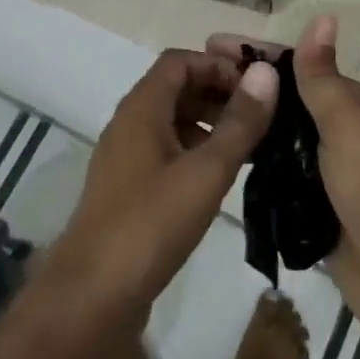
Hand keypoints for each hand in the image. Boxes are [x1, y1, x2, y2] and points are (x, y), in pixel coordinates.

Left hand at [42, 48, 277, 330]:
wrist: (92, 297)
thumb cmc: (151, 225)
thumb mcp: (206, 171)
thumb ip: (239, 122)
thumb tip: (267, 73)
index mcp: (141, 108)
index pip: (180, 61)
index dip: (219, 65)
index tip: (256, 88)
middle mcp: (129, 124)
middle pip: (176, 88)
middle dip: (219, 93)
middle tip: (261, 116)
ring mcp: (125, 158)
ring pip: (172, 121)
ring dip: (210, 123)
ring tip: (250, 145)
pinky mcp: (128, 189)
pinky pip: (166, 151)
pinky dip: (196, 151)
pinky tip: (221, 177)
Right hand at [209, 18, 359, 358]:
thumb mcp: (348, 128)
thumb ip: (325, 79)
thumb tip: (324, 16)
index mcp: (350, 106)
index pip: (297, 66)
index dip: (257, 52)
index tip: (210, 45)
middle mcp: (337, 132)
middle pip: (285, 99)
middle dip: (245, 86)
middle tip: (190, 82)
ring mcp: (325, 171)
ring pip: (279, 136)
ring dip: (246, 121)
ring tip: (194, 115)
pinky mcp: (313, 207)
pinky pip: (278, 175)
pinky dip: (254, 162)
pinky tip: (220, 158)